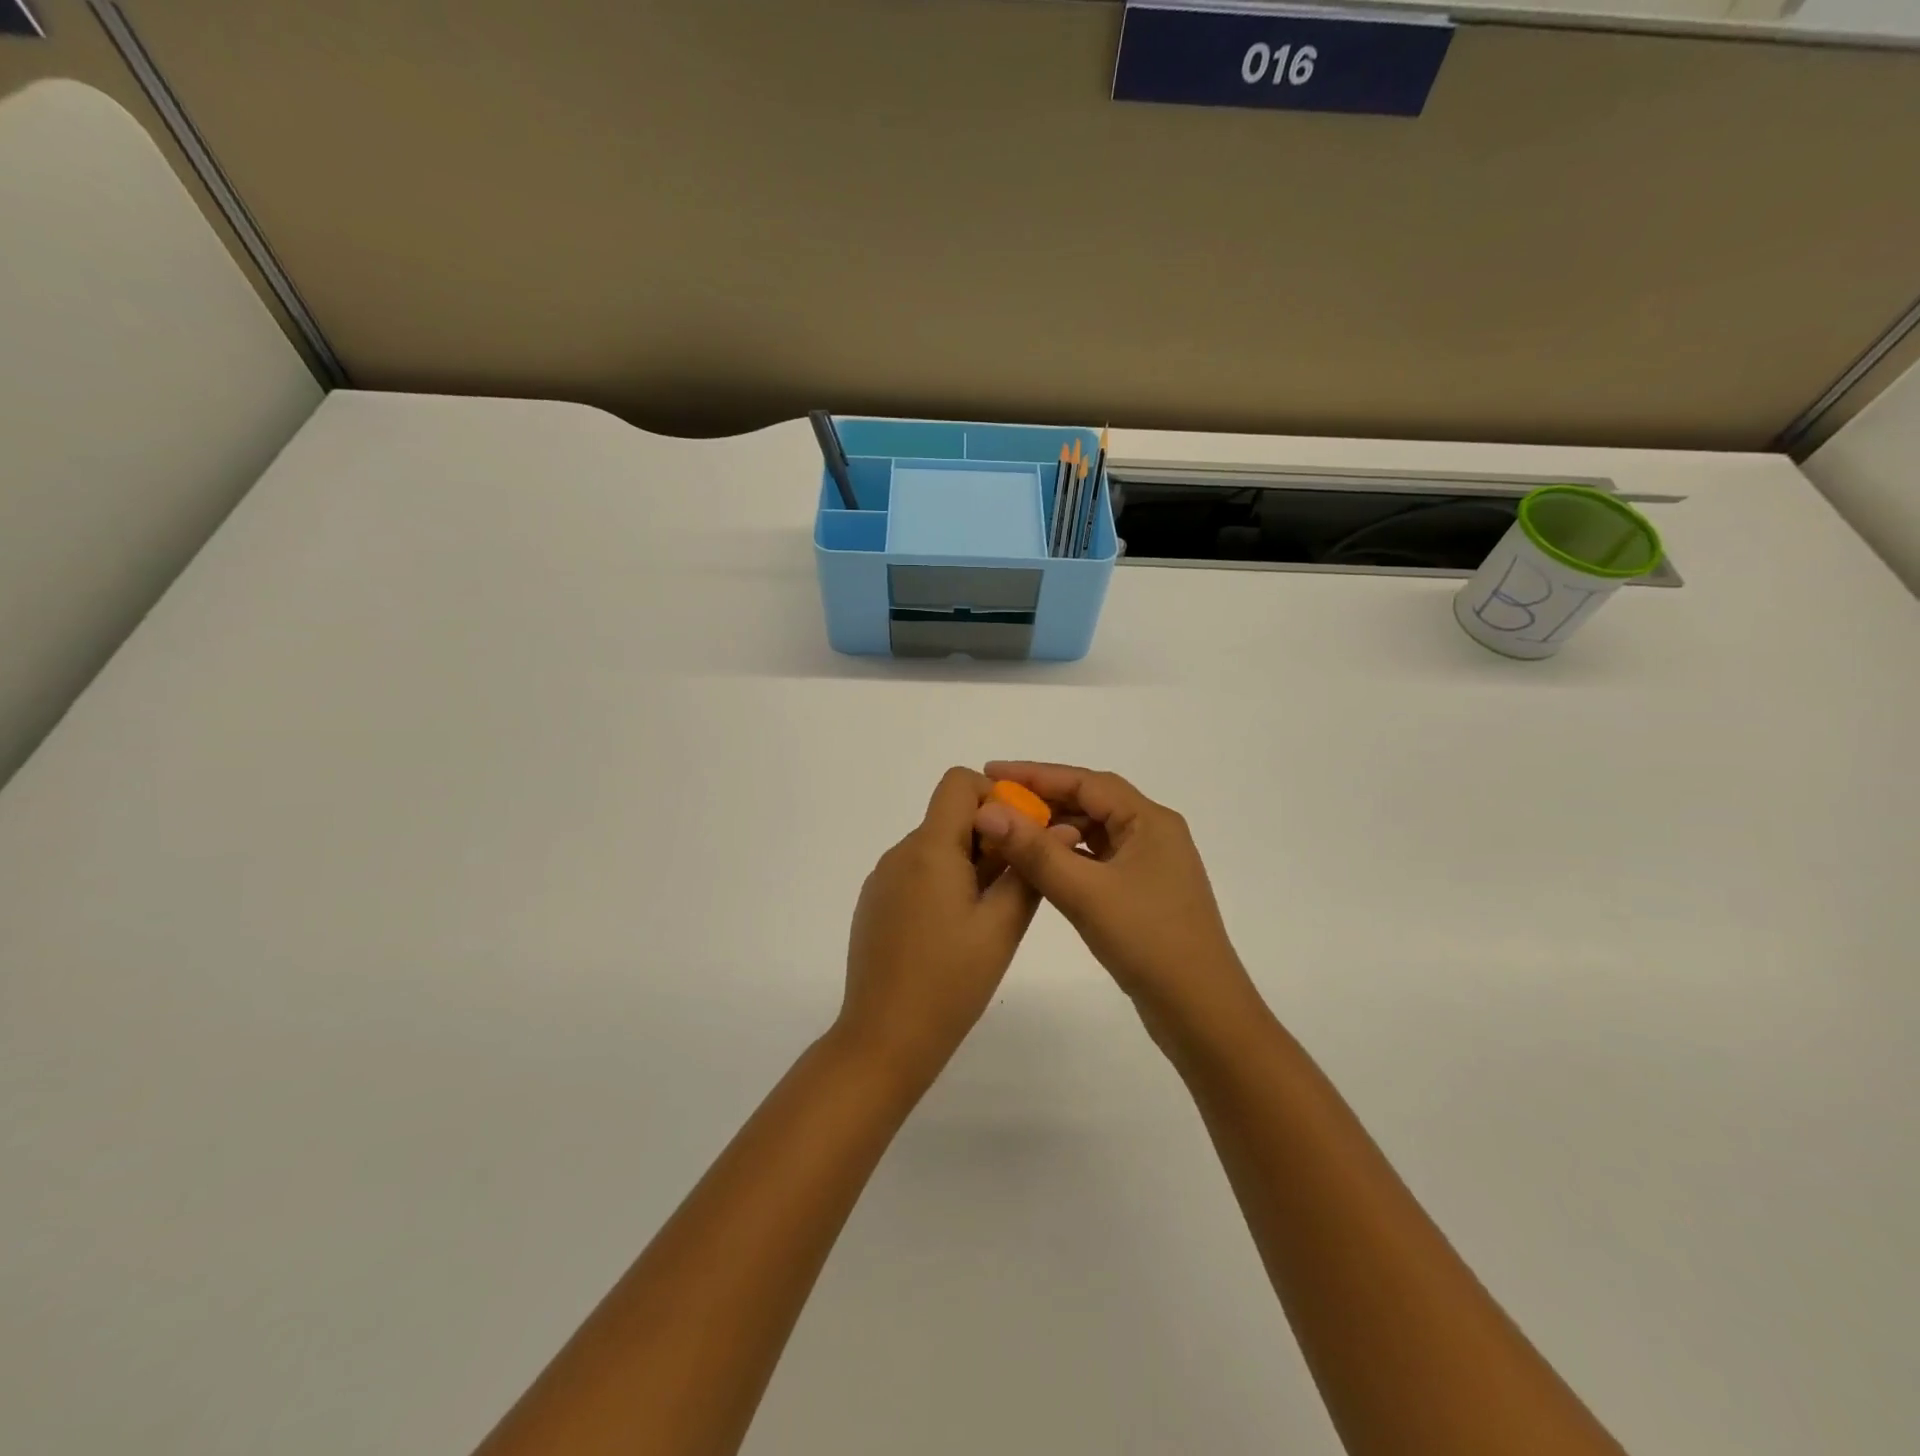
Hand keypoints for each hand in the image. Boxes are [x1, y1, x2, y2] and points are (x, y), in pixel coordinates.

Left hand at [836, 768, 1059, 1085]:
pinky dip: (944, 882)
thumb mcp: (1001, 927)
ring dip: (968, 862)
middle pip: (949, 816)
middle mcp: (900, 853)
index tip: (1020, 837)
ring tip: (989, 915)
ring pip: (935, 846)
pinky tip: (955, 931)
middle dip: (989, 837)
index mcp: (929, 849)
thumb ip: (1028, 871)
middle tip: (1015, 885)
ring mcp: (883, 879)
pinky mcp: (876, 903)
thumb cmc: (950, 982)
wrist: (884, 1039)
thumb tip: (1059, 827)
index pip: (958, 783)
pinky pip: (917, 872)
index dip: (994, 796)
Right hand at [972, 762, 1262, 1042]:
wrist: (1201, 1012)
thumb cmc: (1148, 941)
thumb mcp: (1086, 892)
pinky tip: (1037, 868)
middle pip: (1090, 803)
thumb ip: (1035, 850)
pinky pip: (1096, 861)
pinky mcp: (1142, 893)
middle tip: (994, 805)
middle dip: (1042, 801)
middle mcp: (1152, 834)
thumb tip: (988, 812)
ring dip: (1053, 831)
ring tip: (1009, 833)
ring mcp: (1149, 865)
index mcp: (1149, 821)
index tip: (991, 773)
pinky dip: (1066, 859)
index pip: (1085, 781)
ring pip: (1093, 834)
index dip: (1035, 774)